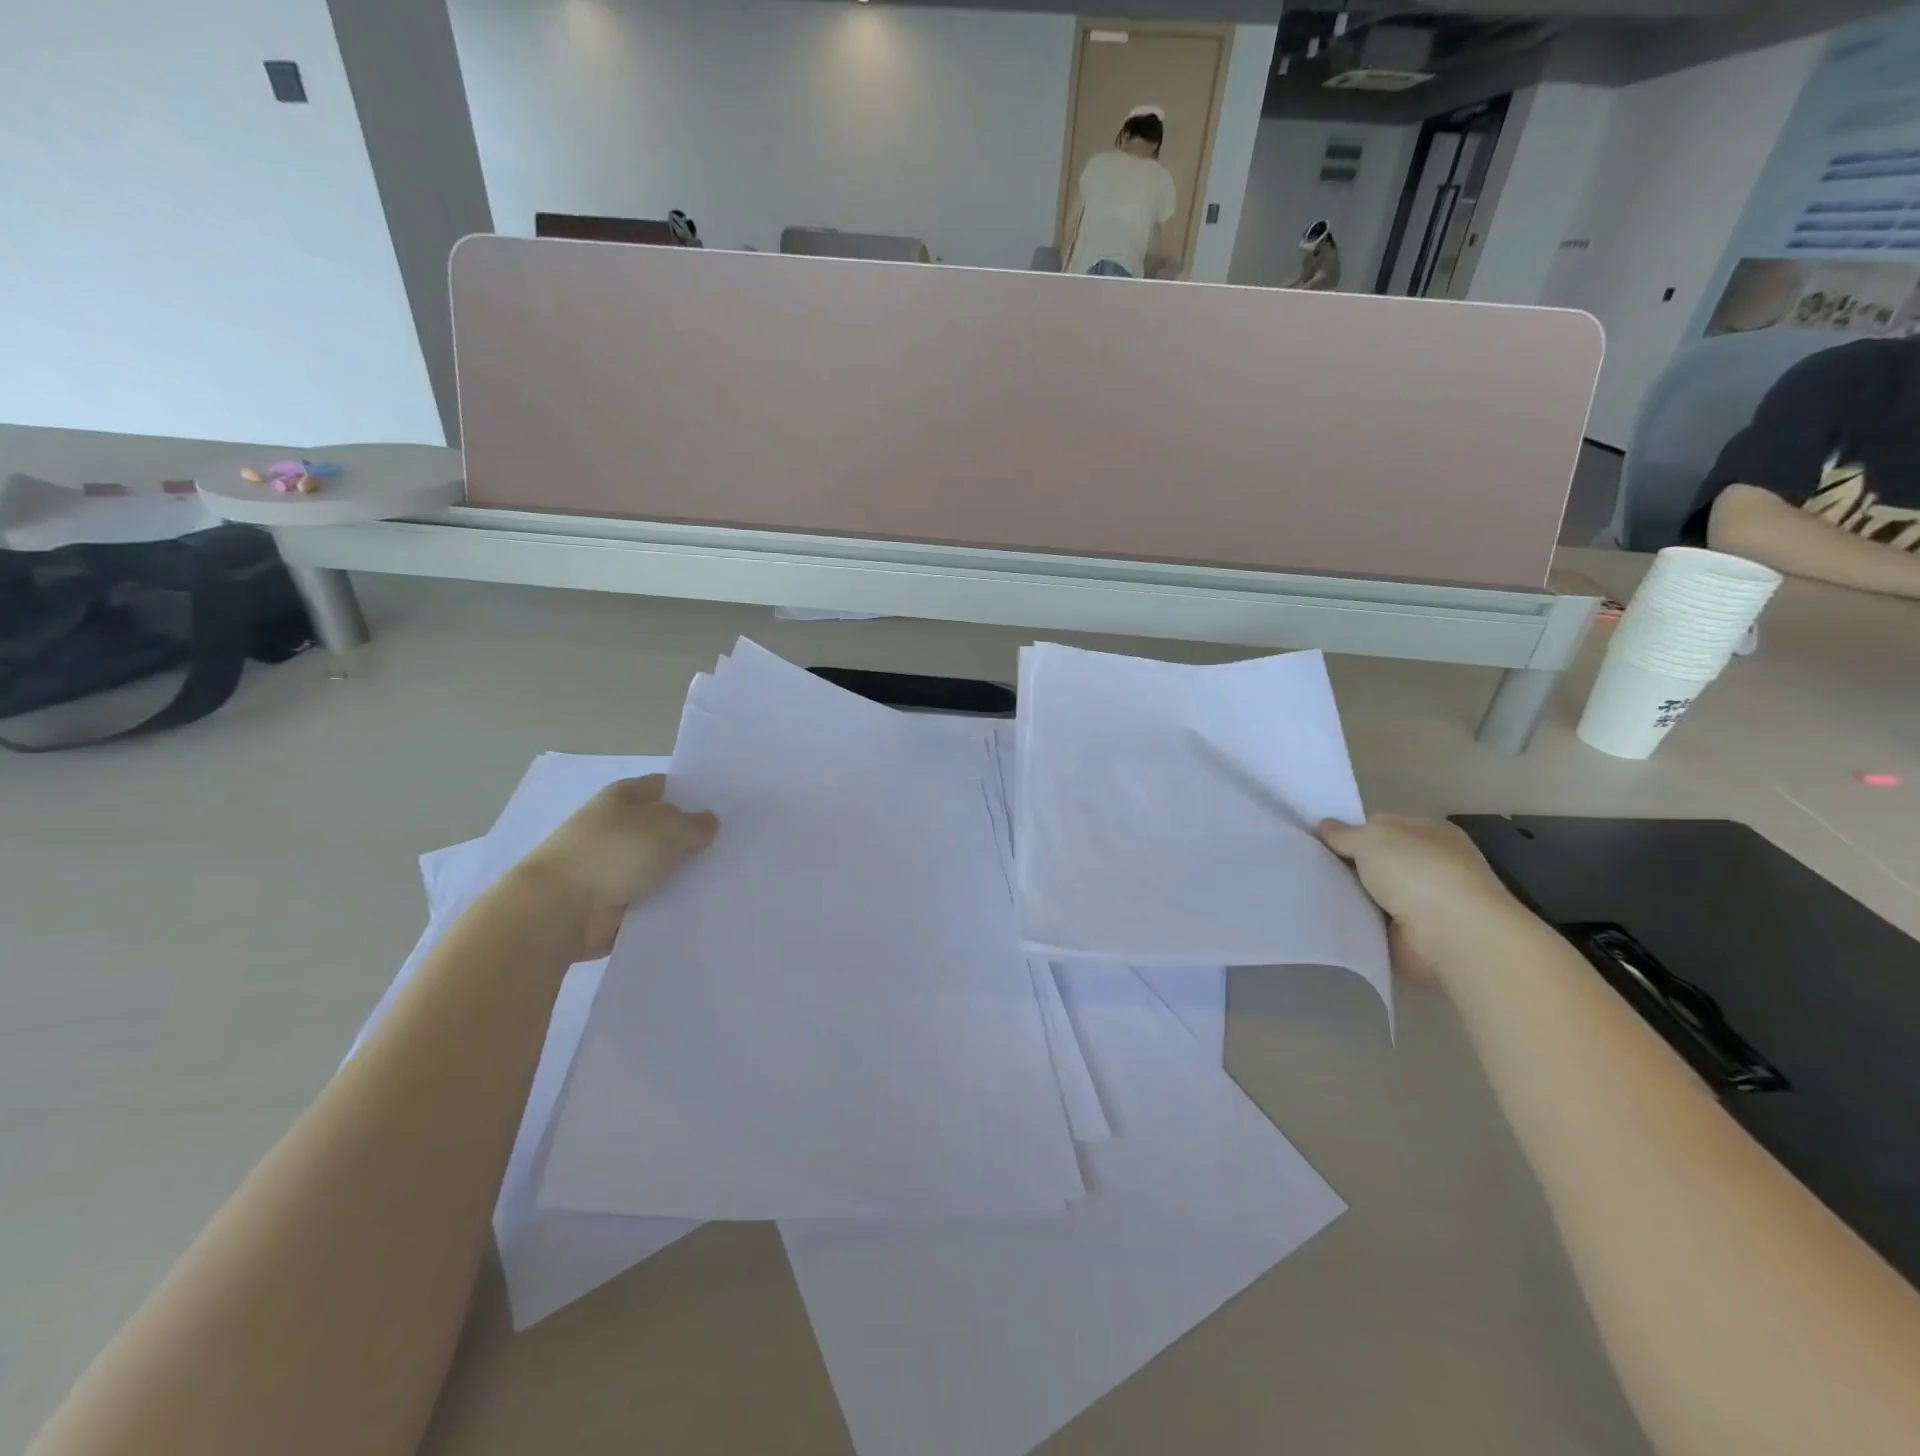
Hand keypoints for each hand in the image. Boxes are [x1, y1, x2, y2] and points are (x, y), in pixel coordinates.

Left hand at [518, 776, 718, 961]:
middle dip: (694, 836)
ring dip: (684, 872)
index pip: (667, 786)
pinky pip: (652, 895)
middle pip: (666, 827)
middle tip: (737, 844)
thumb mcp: (667, 827)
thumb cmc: (613, 853)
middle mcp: (618, 826)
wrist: (559, 909)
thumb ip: (694, 824)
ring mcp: (614, 864)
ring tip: (727, 876)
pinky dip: (670, 900)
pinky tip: (703, 903)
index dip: (696, 794)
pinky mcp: (614, 900)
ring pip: (661, 864)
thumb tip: (708, 823)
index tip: (729, 808)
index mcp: (625, 796)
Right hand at [1317, 815, 1518, 967]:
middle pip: (1372, 859)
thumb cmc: (1418, 873)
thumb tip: (1324, 827)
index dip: (1349, 831)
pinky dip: (1353, 920)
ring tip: (1307, 890)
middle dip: (1344, 863)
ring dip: (1346, 893)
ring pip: (1368, 890)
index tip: (1318, 840)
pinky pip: (1370, 921)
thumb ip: (1344, 833)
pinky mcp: (1410, 934)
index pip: (1380, 825)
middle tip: (1306, 865)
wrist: (1454, 937)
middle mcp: (1428, 864)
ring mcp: (1421, 900)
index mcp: (1428, 832)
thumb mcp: (1372, 838)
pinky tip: (1326, 915)